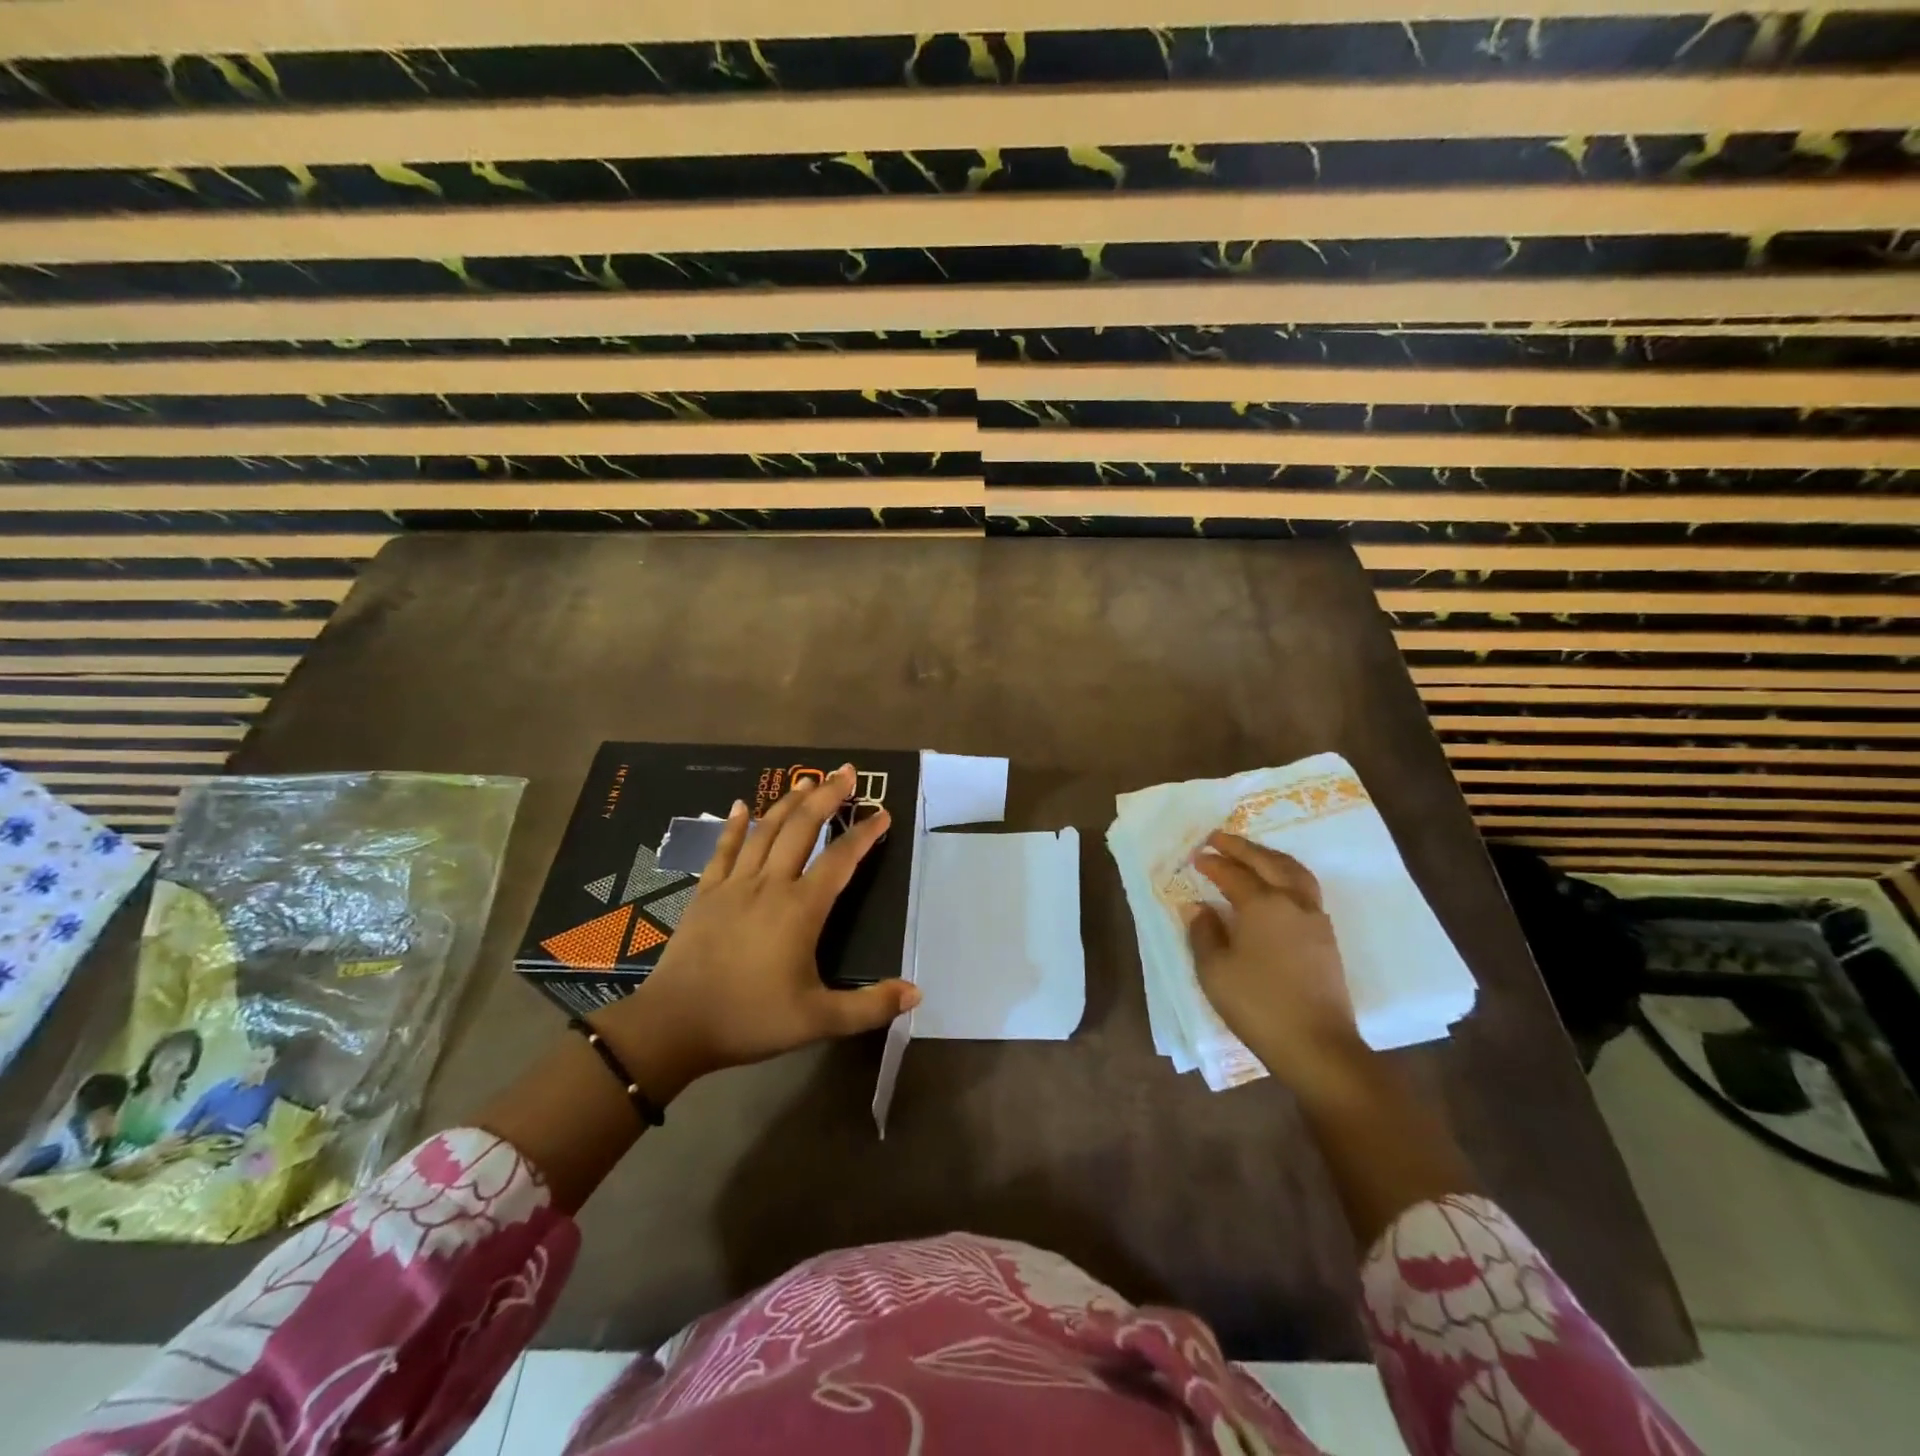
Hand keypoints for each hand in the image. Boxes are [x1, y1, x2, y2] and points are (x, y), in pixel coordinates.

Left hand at [592, 765, 919, 1099]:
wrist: (674, 1025)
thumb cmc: (750, 1019)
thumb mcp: (818, 1020)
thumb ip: (869, 1006)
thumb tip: (916, 992)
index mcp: (800, 909)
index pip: (840, 859)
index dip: (864, 834)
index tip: (882, 814)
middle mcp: (770, 885)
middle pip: (802, 828)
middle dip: (826, 797)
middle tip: (845, 772)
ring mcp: (734, 885)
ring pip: (766, 831)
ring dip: (788, 803)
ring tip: (806, 781)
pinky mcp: (706, 893)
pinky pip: (724, 850)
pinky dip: (734, 826)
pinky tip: (740, 806)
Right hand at [1185, 832, 1369, 1093]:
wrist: (1317, 1046)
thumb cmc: (1258, 1005)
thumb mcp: (1215, 970)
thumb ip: (1204, 933)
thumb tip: (1199, 908)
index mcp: (1263, 905)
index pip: (1233, 874)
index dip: (1213, 864)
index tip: (1196, 857)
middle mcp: (1292, 902)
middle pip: (1268, 862)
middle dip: (1242, 847)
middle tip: (1219, 838)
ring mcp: (1315, 919)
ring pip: (1294, 872)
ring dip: (1269, 857)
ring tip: (1252, 853)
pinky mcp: (1326, 938)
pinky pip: (1305, 889)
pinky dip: (1286, 875)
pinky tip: (1276, 886)